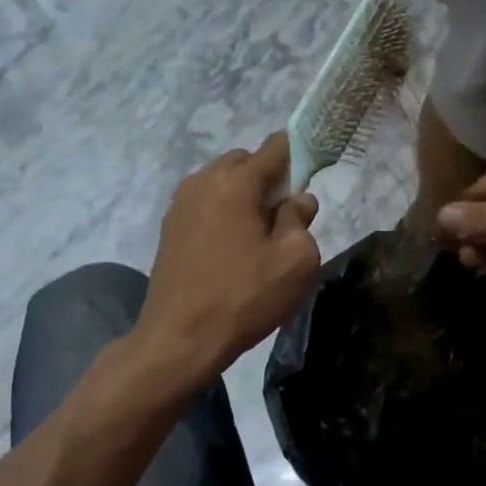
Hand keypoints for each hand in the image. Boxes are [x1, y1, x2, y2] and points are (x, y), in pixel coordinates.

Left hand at [134, 132, 320, 390]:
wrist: (179, 339)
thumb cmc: (244, 296)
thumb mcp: (295, 261)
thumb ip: (302, 220)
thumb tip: (299, 200)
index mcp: (236, 182)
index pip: (276, 146)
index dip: (300, 152)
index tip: (315, 171)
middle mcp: (203, 181)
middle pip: (246, 161)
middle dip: (270, 177)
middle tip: (286, 215)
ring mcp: (180, 204)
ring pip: (223, 182)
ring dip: (245, 195)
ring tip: (260, 235)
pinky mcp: (170, 228)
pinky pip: (206, 203)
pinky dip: (224, 212)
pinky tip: (234, 248)